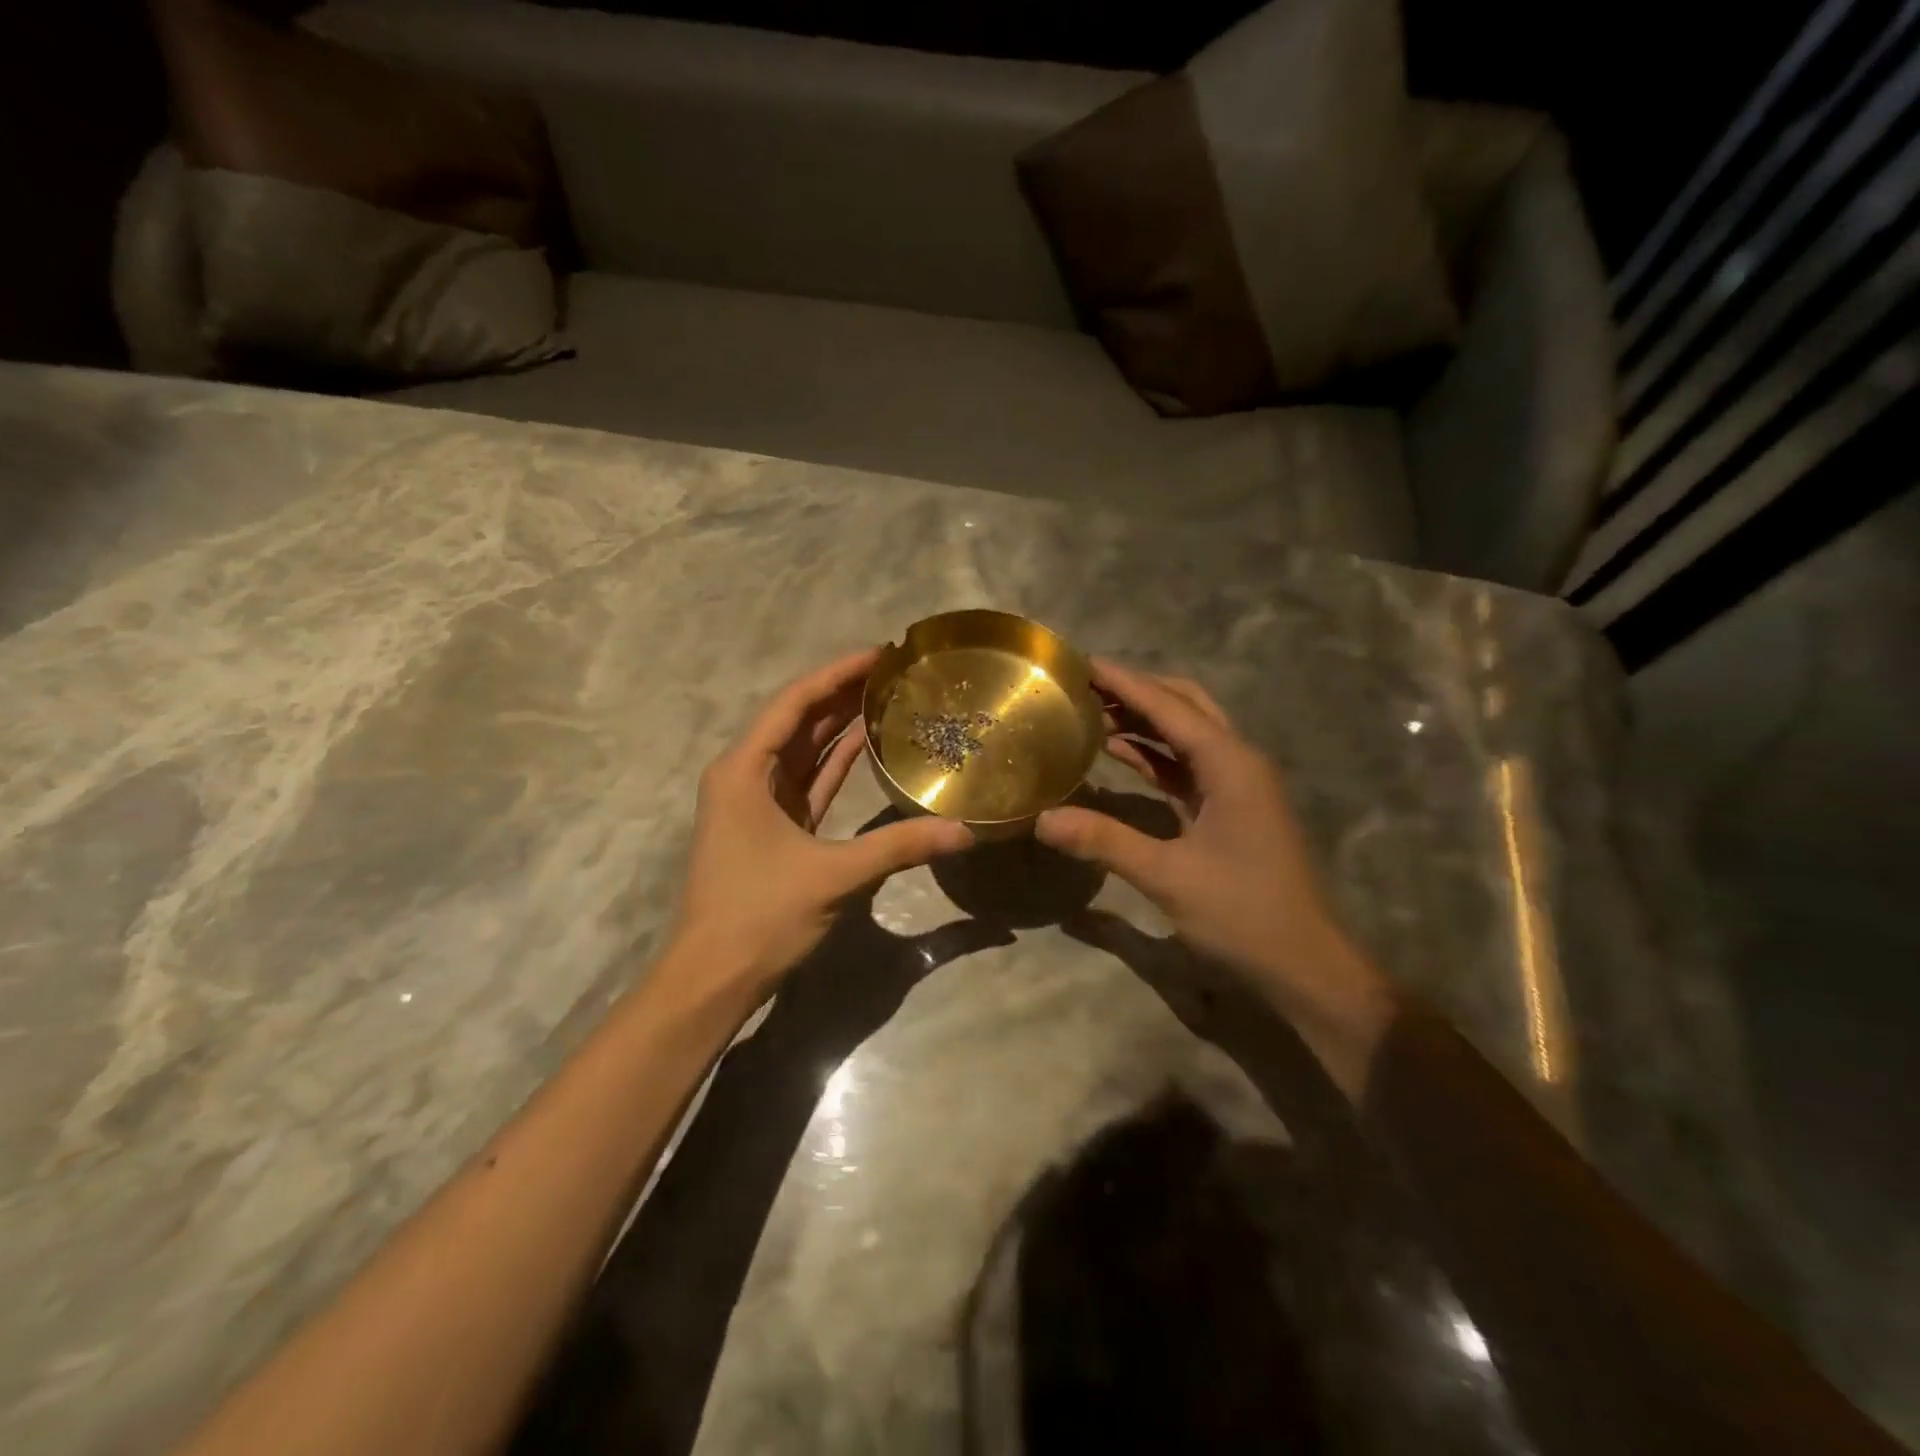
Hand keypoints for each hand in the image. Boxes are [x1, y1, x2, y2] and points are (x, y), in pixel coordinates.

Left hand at [668, 648, 973, 998]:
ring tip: (887, 696)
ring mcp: (757, 802)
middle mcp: (745, 775)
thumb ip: (899, 847)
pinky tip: (866, 744)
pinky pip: (808, 781)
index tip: (880, 653)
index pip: (794, 703)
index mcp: (744, 770)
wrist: (714, 977)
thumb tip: (965, 832)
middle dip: (842, 693)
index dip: (837, 674)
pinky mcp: (772, 827)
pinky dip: (835, 763)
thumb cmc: (760, 916)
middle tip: (893, 671)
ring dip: (839, 724)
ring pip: (804, 750)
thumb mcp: (834, 876)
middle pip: (798, 720)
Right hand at [1035, 658, 1395, 1095]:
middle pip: (1185, 706)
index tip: (1082, 663)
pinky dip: (1153, 754)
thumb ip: (1104, 841)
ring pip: (1186, 734)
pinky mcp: (1229, 809)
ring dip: (1144, 720)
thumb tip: (1041, 819)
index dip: (1125, 682)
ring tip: (1091, 711)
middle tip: (1085, 685)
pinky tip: (1117, 752)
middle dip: (1137, 691)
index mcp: (1230, 765)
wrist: (1303, 965)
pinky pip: (1186, 766)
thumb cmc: (1242, 914)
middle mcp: (1237, 763)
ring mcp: (1236, 786)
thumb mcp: (1167, 877)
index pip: (1170, 707)